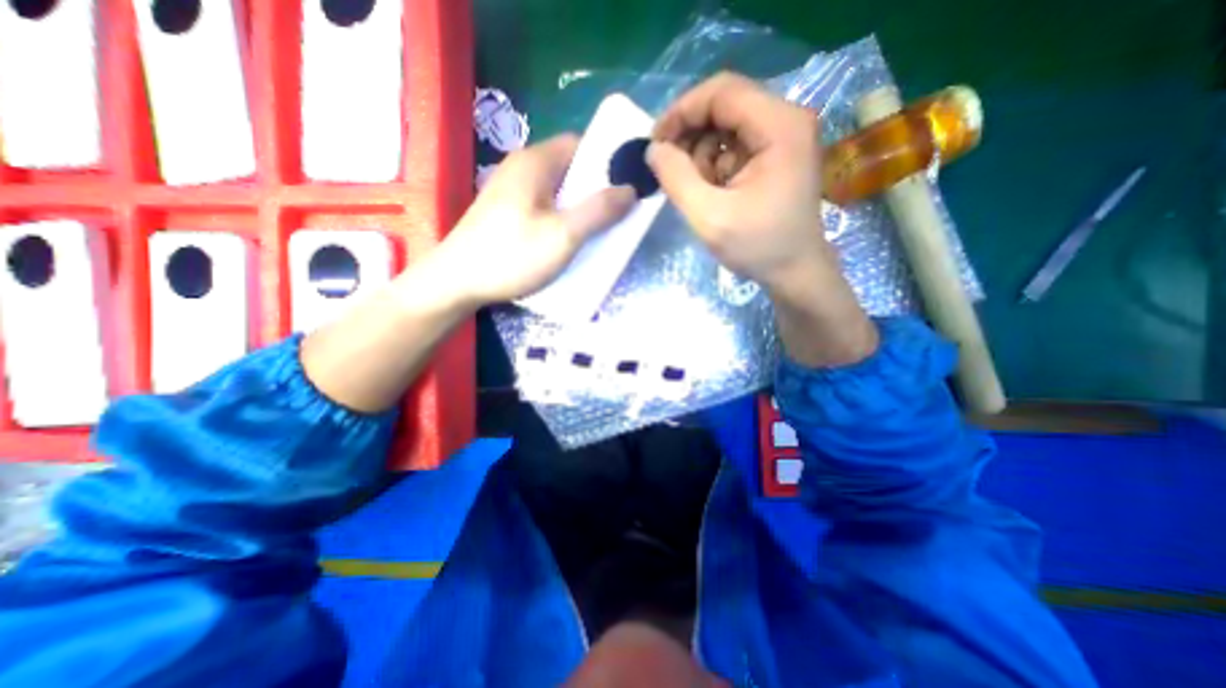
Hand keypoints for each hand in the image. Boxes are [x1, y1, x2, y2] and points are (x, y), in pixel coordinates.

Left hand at [428, 134, 636, 309]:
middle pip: (570, 169)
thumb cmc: (512, 255)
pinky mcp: (507, 212)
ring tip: (597, 232)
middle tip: (616, 216)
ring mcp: (511, 191)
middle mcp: (522, 168)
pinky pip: (544, 207)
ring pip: (558, 191)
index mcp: (535, 162)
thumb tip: (631, 189)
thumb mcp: (563, 235)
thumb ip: (599, 210)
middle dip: (596, 190)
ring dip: (579, 208)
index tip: (627, 187)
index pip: (581, 145)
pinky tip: (567, 240)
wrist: (457, 282)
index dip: (607, 162)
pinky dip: (562, 218)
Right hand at [645, 74, 875, 368]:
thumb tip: (653, 149)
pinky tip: (711, 190)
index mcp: (779, 126)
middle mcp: (787, 120)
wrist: (795, 272)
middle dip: (689, 134)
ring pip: (727, 125)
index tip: (655, 143)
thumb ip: (676, 178)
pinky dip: (714, 163)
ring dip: (701, 153)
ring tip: (695, 188)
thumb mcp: (709, 216)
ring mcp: (784, 136)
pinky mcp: (778, 154)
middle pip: (725, 104)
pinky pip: (735, 144)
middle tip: (668, 167)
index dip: (681, 112)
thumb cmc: (758, 247)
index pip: (722, 92)